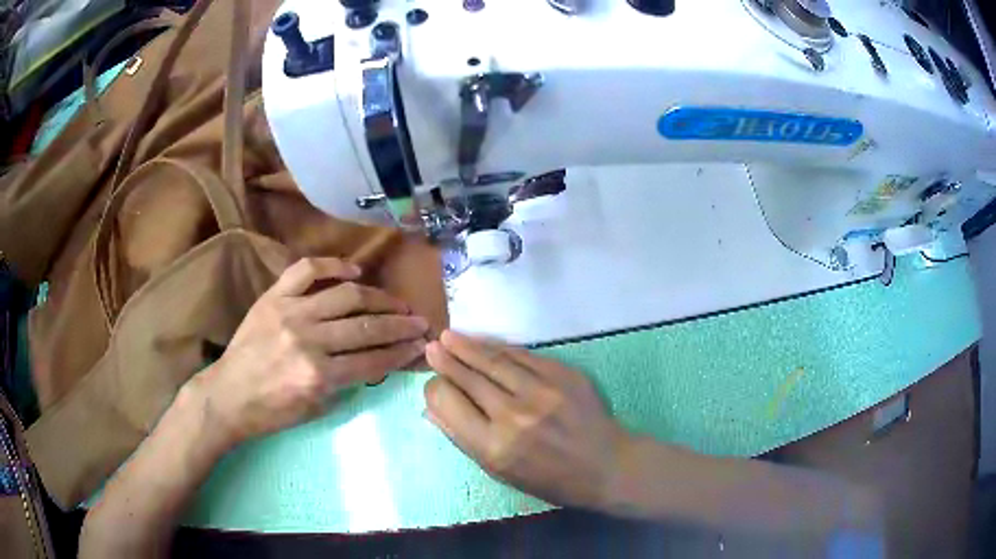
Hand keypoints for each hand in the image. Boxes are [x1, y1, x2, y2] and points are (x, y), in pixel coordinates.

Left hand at [190, 257, 428, 447]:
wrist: (228, 395)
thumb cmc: (271, 411)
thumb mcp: (315, 409)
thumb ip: (346, 383)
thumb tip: (374, 360)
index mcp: (319, 376)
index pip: (372, 360)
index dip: (401, 352)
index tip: (421, 344)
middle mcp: (308, 341)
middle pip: (366, 327)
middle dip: (399, 325)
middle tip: (419, 321)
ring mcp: (290, 313)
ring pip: (345, 296)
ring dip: (378, 298)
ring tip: (396, 302)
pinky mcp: (273, 297)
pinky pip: (306, 271)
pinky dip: (333, 266)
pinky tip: (354, 271)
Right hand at [424, 331, 629, 509]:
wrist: (605, 465)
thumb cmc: (549, 478)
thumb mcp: (499, 471)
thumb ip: (462, 438)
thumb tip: (431, 407)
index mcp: (493, 447)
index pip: (449, 403)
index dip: (435, 389)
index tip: (434, 382)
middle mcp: (513, 415)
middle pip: (468, 378)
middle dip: (446, 360)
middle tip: (432, 347)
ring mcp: (541, 391)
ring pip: (494, 360)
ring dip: (468, 347)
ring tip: (449, 336)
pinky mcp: (563, 375)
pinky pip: (523, 355)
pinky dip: (501, 348)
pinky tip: (486, 343)